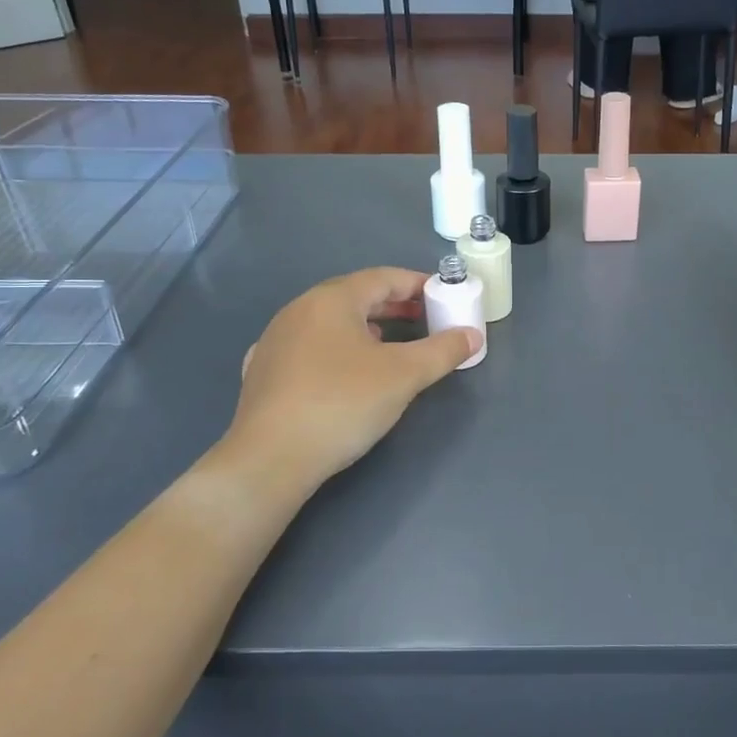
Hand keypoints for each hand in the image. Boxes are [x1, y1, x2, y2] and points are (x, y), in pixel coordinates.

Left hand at [223, 269, 481, 494]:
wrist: (270, 458)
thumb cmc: (342, 403)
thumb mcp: (403, 376)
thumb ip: (442, 351)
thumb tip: (472, 336)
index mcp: (332, 299)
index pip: (383, 277)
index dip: (417, 283)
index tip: (443, 295)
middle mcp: (299, 310)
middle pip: (355, 296)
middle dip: (393, 306)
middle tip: (425, 319)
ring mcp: (275, 340)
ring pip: (329, 322)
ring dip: (364, 326)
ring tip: (390, 344)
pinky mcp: (264, 372)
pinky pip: (309, 348)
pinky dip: (335, 350)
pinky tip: (343, 371)